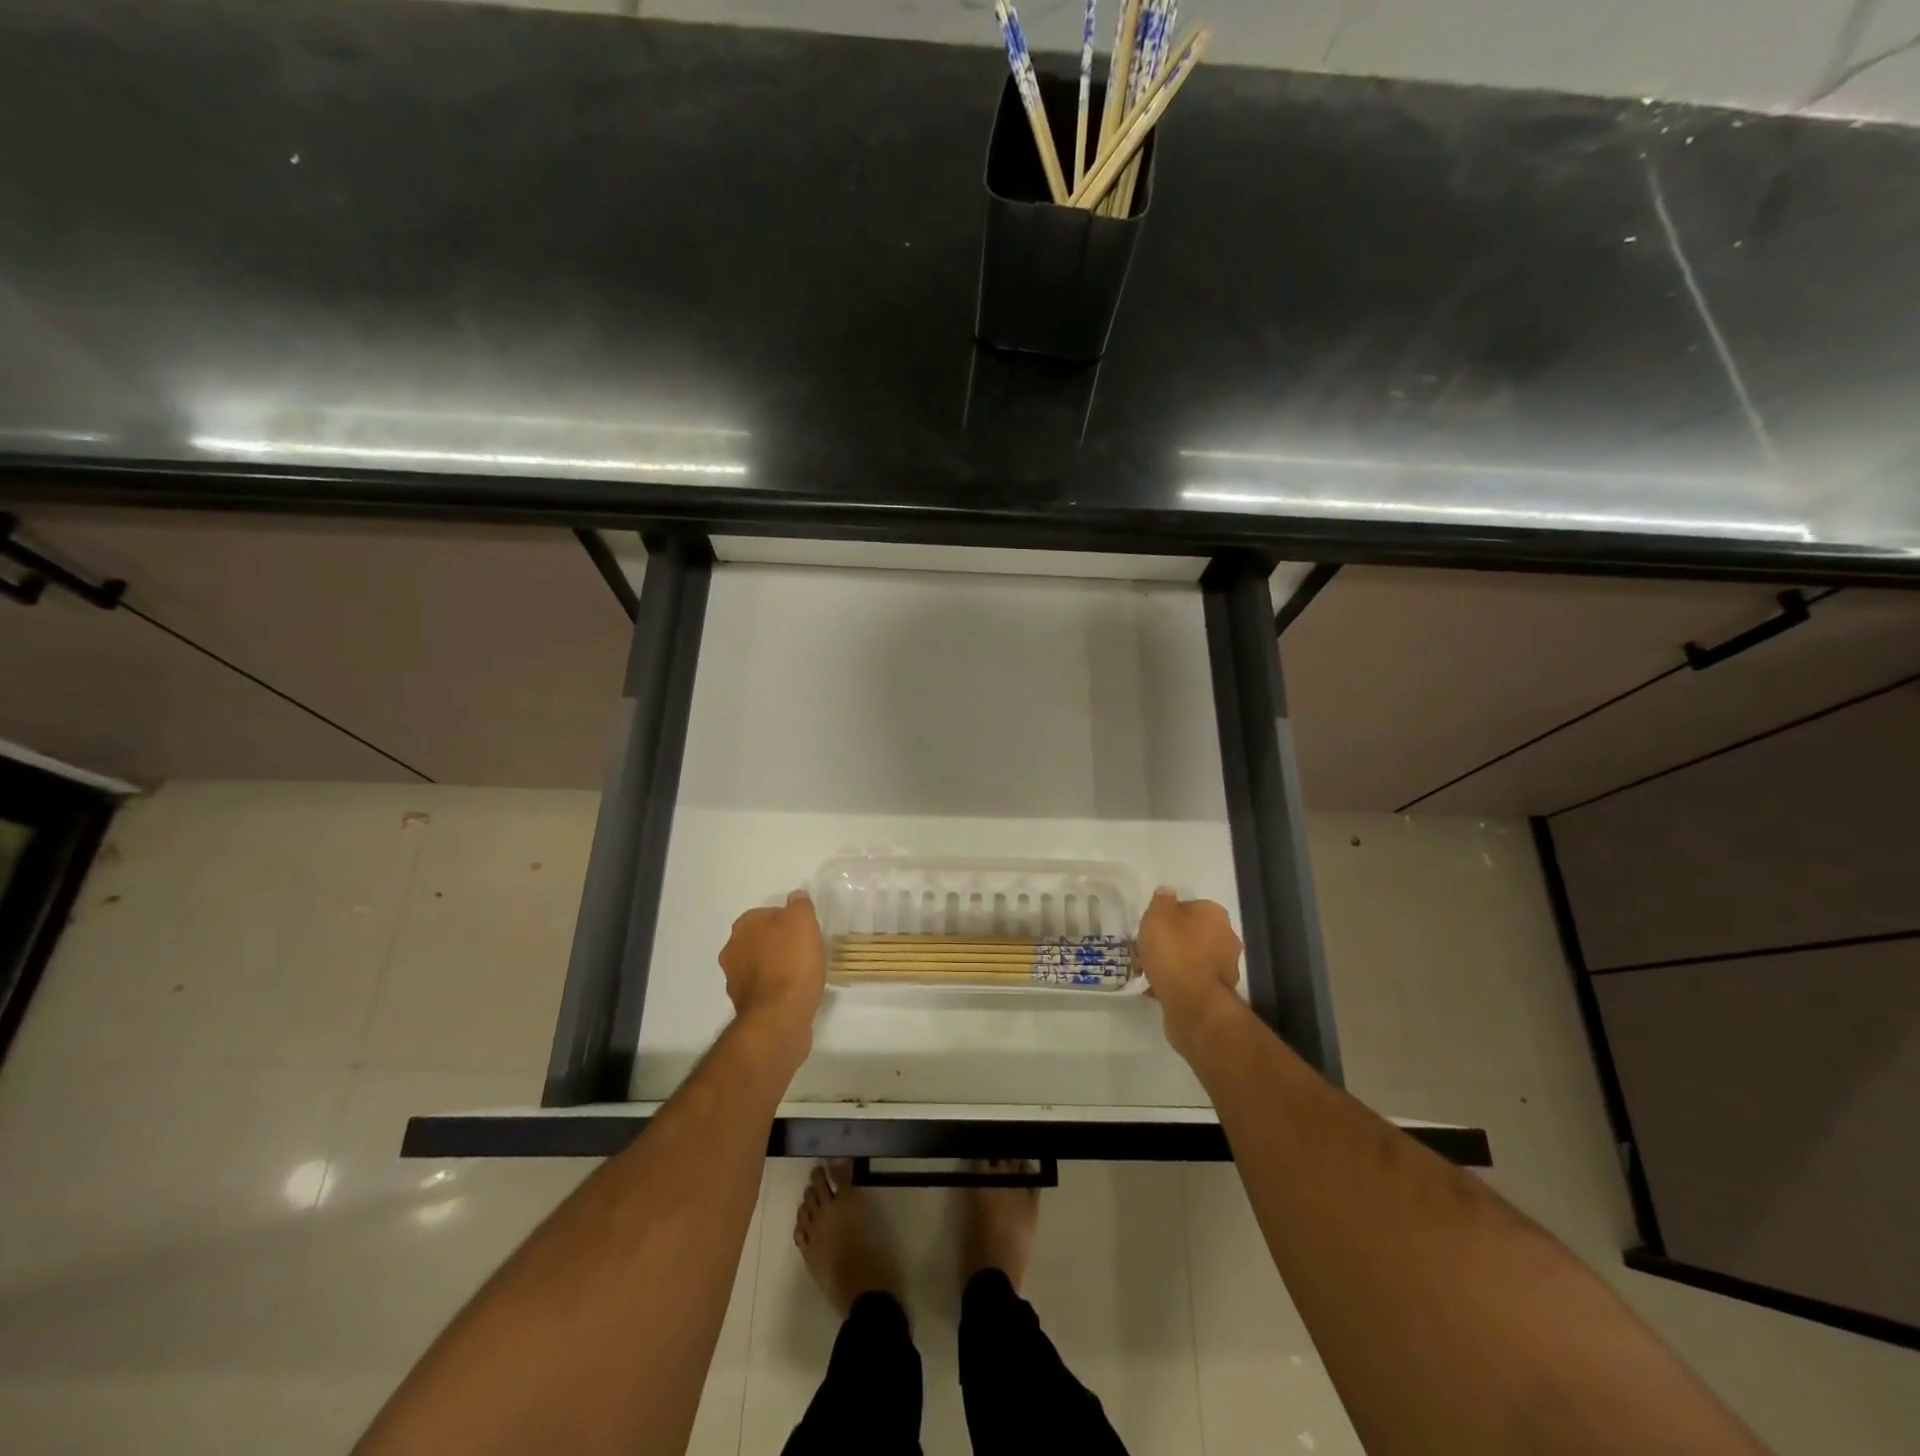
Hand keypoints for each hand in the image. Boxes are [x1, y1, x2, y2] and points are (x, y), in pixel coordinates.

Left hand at [719, 890, 826, 1047]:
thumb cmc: (792, 961)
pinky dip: (775, 988)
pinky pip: (763, 988)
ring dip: (775, 966)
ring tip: (802, 974)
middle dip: (778, 943)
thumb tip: (795, 897)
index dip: (788, 921)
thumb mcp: (803, 921)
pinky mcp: (743, 1005)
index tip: (805, 932)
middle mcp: (732, 949)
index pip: (767, 913)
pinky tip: (794, 992)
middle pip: (760, 939)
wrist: (780, 1015)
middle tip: (804, 951)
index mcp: (743, 926)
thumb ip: (799, 905)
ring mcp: (734, 979)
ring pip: (759, 964)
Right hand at [1136, 890, 1242, 1057]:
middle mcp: (1227, 937)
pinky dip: (1179, 982)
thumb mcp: (1157, 916)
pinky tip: (1159, 988)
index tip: (1150, 929)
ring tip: (1149, 972)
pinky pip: (1193, 980)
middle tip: (1147, 951)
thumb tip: (1168, 893)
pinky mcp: (1219, 992)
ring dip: (1174, 962)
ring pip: (1192, 958)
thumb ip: (1162, 900)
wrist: (1193, 1003)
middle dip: (1171, 941)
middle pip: (1192, 933)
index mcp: (1215, 914)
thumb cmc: (1174, 952)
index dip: (1167, 916)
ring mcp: (1226, 966)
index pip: (1189, 907)